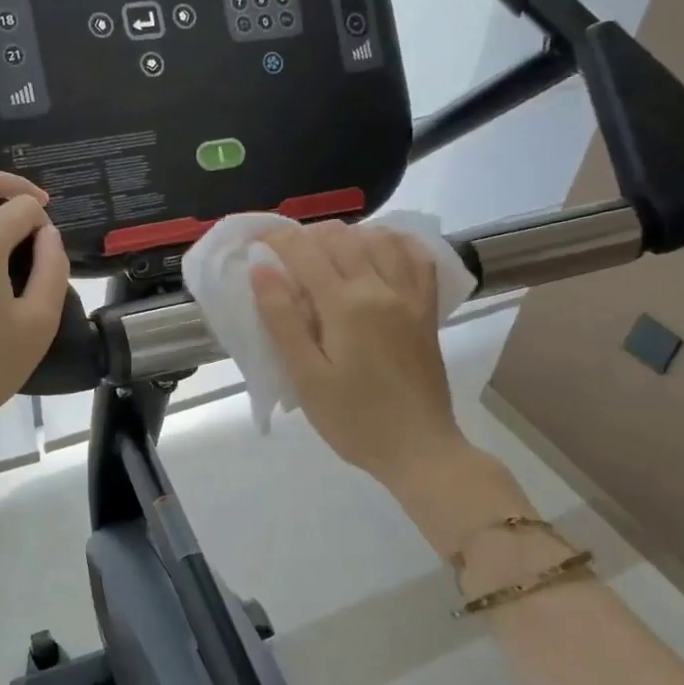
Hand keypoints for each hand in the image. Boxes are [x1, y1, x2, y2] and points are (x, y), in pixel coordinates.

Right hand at [251, 221, 467, 491]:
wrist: (419, 449)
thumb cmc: (353, 419)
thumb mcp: (306, 376)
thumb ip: (283, 320)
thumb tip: (261, 269)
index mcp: (345, 305)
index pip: (305, 252)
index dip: (277, 237)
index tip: (256, 237)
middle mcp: (380, 289)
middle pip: (342, 238)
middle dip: (308, 235)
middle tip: (285, 253)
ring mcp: (410, 297)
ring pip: (380, 239)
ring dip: (349, 235)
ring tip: (327, 252)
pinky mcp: (427, 310)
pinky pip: (417, 259)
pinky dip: (396, 243)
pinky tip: (380, 251)